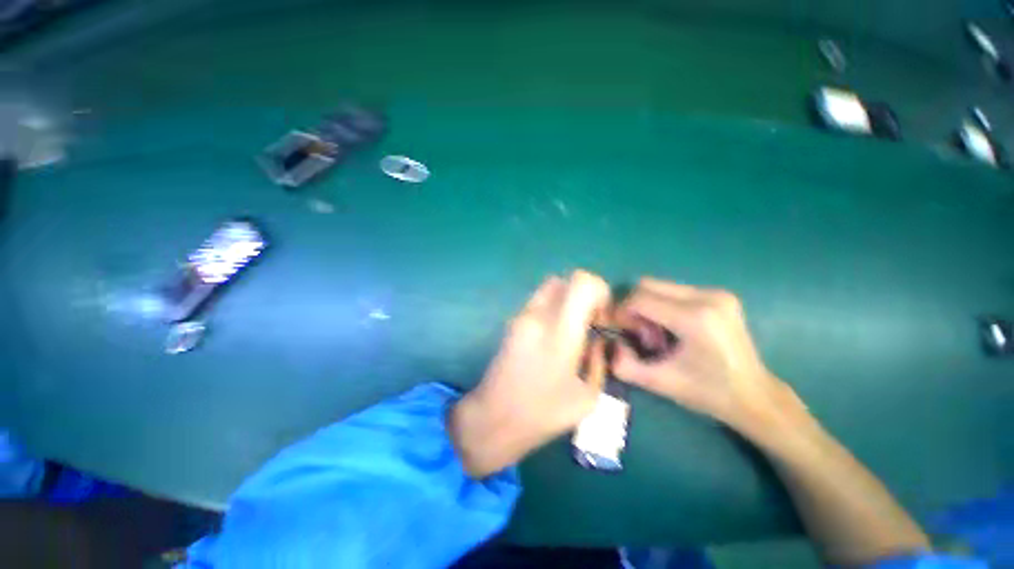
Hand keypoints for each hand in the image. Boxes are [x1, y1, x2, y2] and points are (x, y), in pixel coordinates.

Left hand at [449, 270, 610, 477]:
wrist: (494, 417)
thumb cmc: (544, 413)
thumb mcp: (588, 396)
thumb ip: (598, 359)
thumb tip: (597, 339)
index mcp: (560, 332)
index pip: (582, 282)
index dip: (600, 291)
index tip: (602, 317)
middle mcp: (538, 315)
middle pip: (565, 279)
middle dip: (583, 295)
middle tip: (588, 322)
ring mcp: (521, 316)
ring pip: (550, 287)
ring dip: (566, 300)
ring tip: (571, 330)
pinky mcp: (512, 321)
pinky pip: (538, 301)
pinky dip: (552, 308)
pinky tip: (553, 336)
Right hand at [612, 278, 806, 440]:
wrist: (755, 396)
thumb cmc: (708, 392)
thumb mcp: (659, 383)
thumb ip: (624, 365)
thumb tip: (610, 343)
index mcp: (695, 318)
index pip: (640, 298)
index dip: (622, 311)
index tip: (621, 330)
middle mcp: (707, 297)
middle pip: (648, 285)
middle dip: (635, 307)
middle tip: (641, 334)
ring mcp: (716, 293)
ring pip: (660, 286)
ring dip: (649, 306)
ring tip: (659, 334)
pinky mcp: (720, 295)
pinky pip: (675, 291)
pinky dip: (663, 306)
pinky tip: (673, 329)